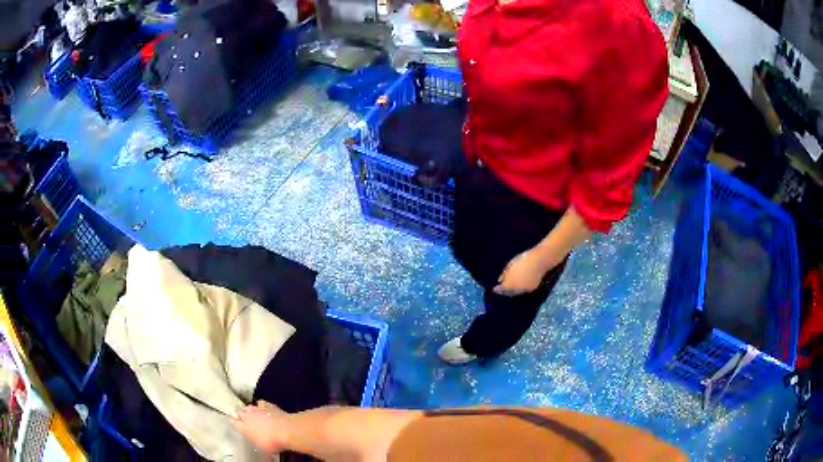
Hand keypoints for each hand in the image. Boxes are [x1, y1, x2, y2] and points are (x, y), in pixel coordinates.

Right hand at [234, 401, 291, 453]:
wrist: (285, 430)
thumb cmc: (273, 442)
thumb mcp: (264, 449)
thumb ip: (258, 444)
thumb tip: (262, 448)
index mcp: (244, 428)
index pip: (235, 423)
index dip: (237, 424)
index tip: (240, 426)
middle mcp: (247, 416)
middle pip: (240, 413)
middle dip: (243, 416)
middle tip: (249, 422)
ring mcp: (257, 409)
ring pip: (249, 407)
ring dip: (252, 411)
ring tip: (257, 416)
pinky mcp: (267, 405)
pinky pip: (261, 404)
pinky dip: (263, 407)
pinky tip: (267, 411)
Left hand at [493, 250, 552, 296]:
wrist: (540, 260)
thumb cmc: (524, 259)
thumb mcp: (511, 264)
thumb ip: (505, 274)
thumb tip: (500, 280)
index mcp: (510, 282)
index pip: (502, 289)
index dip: (498, 289)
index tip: (495, 288)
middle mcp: (517, 289)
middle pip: (509, 292)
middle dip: (505, 291)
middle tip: (502, 288)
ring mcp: (525, 289)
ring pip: (517, 292)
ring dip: (513, 291)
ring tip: (511, 287)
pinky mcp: (533, 288)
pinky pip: (524, 290)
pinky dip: (520, 289)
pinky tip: (519, 285)